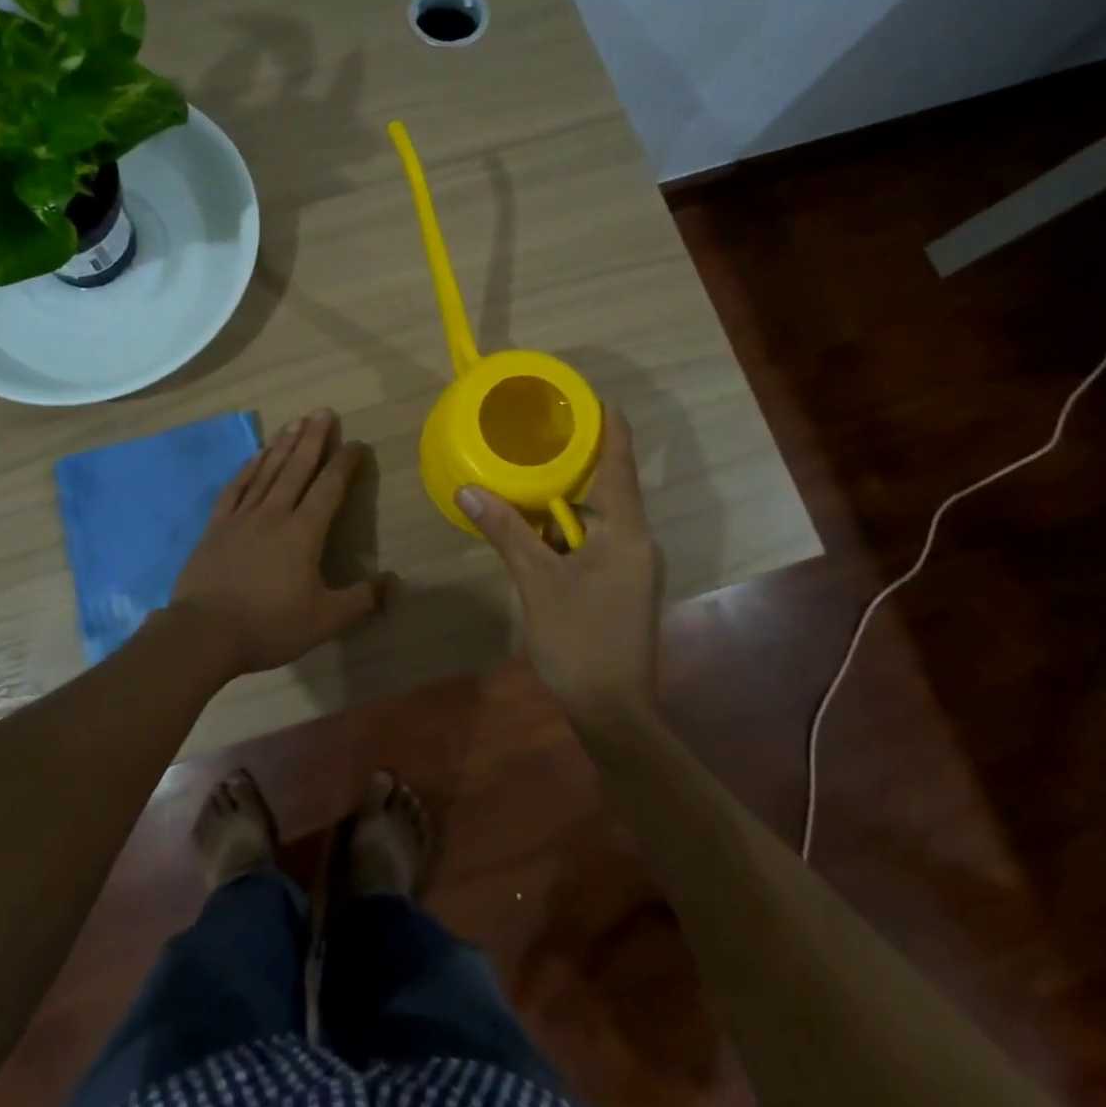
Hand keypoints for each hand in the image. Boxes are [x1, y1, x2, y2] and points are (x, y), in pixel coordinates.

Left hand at [171, 408, 392, 674]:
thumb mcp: (325, 621)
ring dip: (283, 445)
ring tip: (294, 422)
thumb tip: (394, 582)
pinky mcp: (216, 527)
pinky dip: (248, 468)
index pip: (329, 488)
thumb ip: (362, 600)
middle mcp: (274, 514)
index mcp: (303, 533)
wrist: (203, 634)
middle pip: (297, 468)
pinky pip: (236, 488)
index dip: (344, 464)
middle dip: (313, 438)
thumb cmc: (269, 625)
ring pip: (267, 472)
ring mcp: (241, 518)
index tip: (355, 443)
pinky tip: (255, 455)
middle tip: (323, 411)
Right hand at [458, 406, 663, 718]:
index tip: (597, 396)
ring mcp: (632, 567)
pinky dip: (567, 531)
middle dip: (576, 463)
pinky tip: (537, 532)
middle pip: (608, 488)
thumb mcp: (536, 581)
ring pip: (597, 520)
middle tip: (540, 436)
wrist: (613, 710)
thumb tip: (468, 490)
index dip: (611, 427)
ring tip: (528, 479)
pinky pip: (595, 543)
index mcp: (625, 532)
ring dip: (566, 503)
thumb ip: (505, 531)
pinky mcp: (622, 586)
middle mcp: (636, 542)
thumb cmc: (579, 639)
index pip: (620, 464)